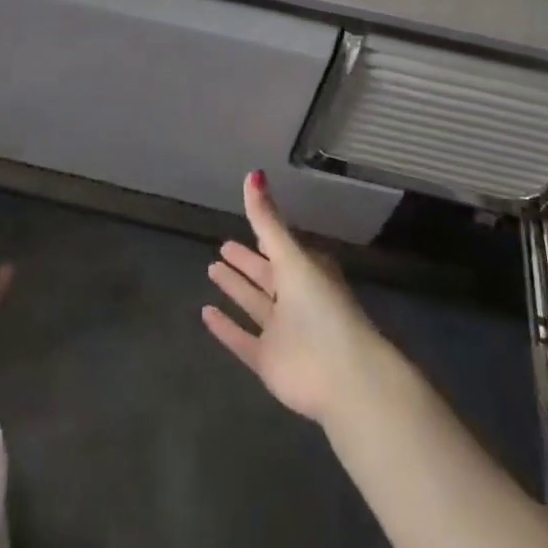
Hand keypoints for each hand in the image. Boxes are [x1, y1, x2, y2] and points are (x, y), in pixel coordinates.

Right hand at [202, 171, 386, 424]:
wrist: (343, 375)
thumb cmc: (321, 306)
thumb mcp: (292, 256)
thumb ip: (267, 220)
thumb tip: (253, 172)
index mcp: (308, 272)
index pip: (282, 251)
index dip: (266, 239)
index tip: (248, 227)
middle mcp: (295, 300)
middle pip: (267, 276)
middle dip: (247, 262)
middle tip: (223, 247)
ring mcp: (282, 332)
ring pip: (254, 304)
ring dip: (235, 288)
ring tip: (211, 269)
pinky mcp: (269, 361)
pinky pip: (242, 340)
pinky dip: (225, 328)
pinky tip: (204, 313)